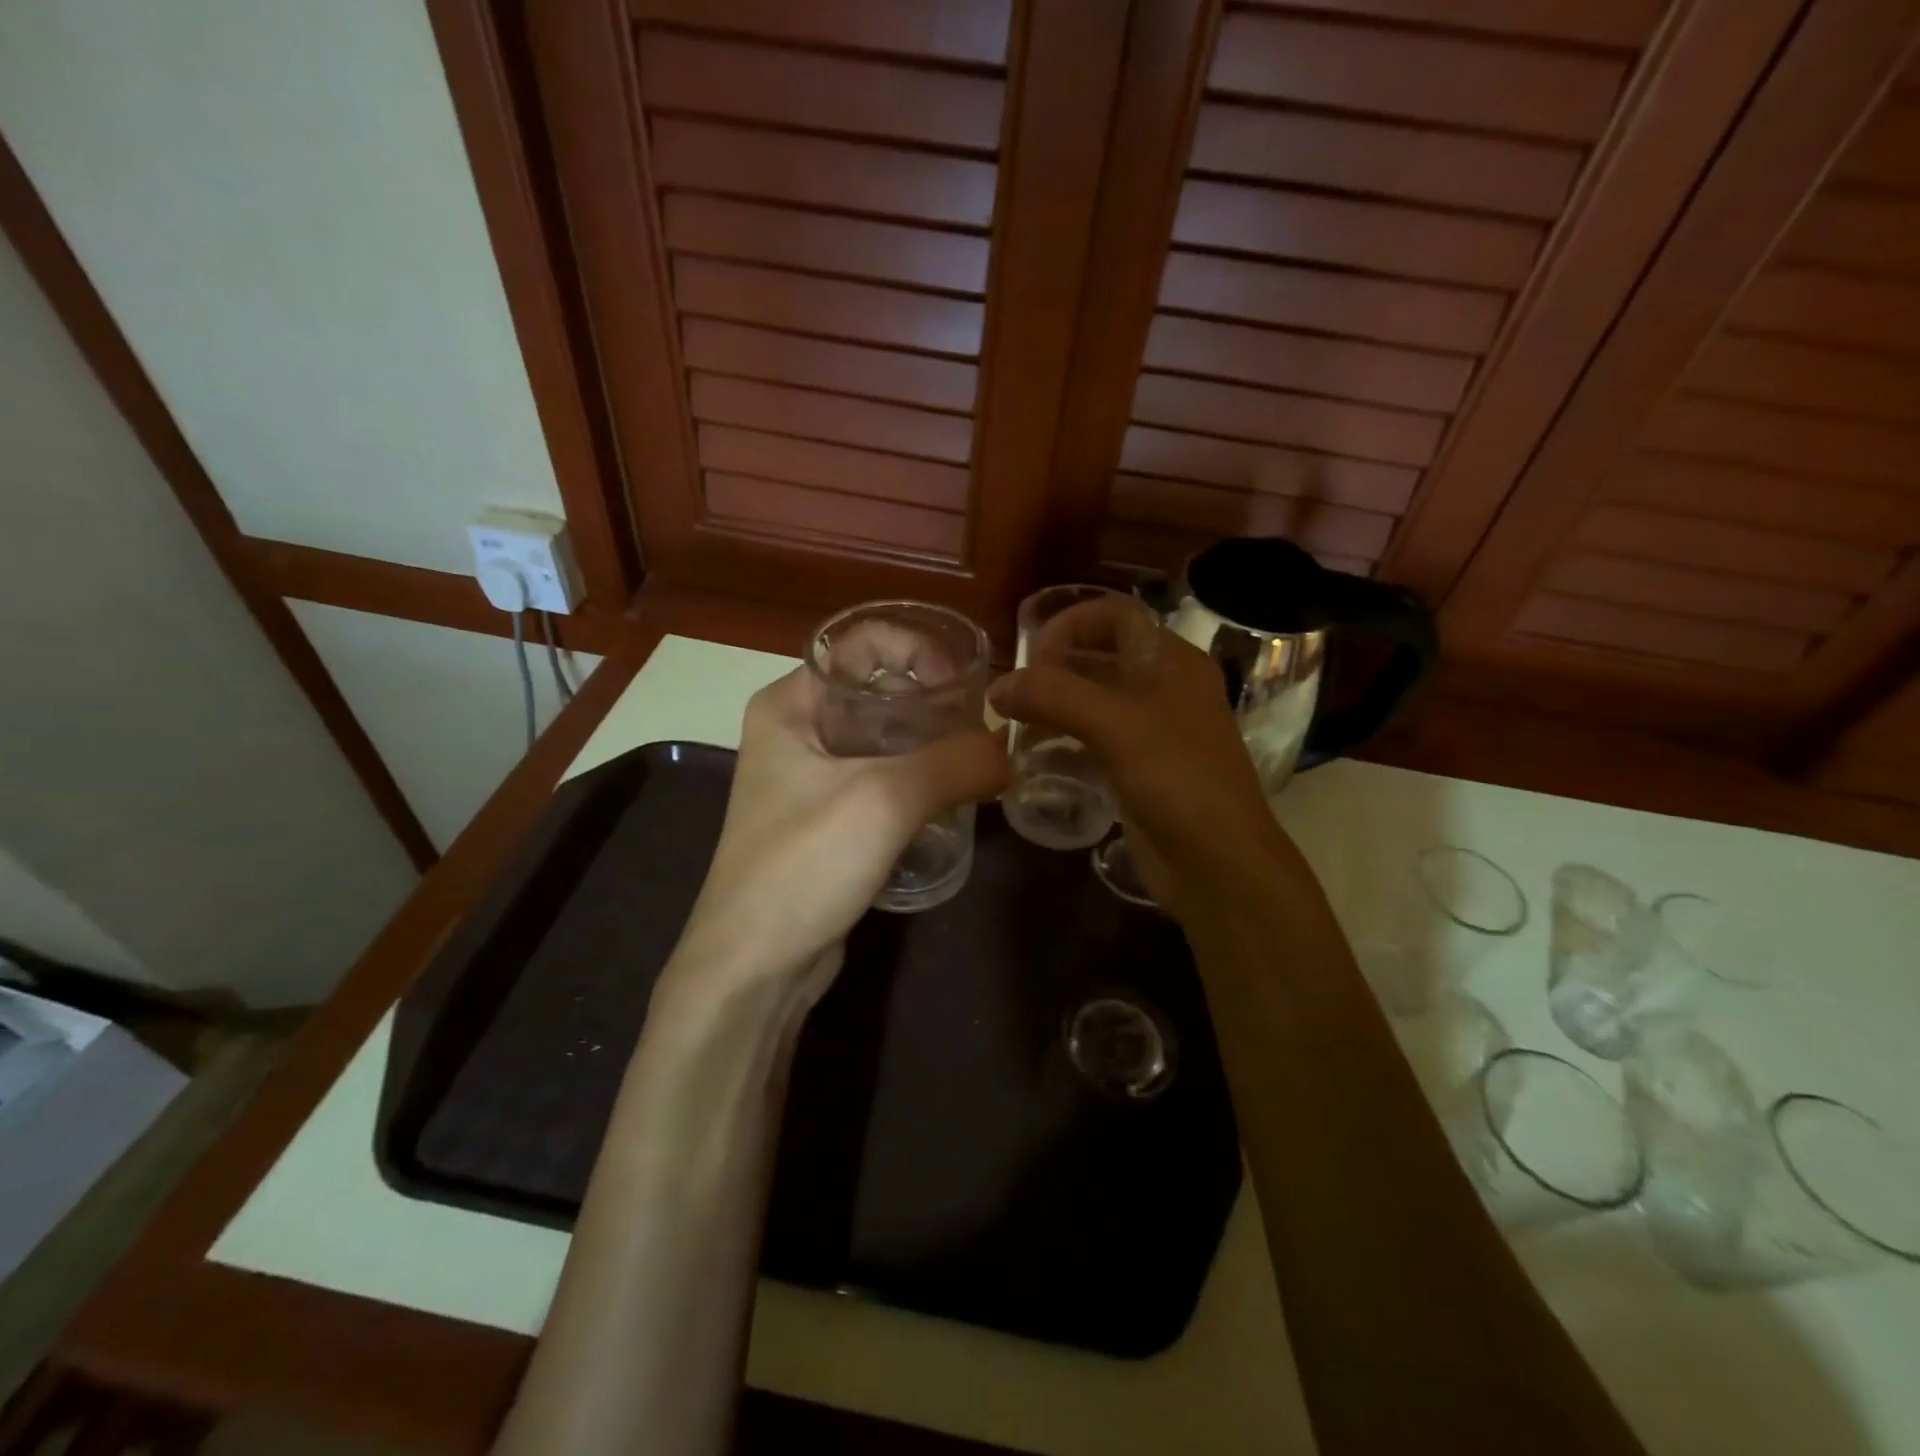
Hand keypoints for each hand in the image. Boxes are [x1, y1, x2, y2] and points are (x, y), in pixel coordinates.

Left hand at [667, 666, 1005, 1004]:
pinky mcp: (829, 820)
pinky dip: (920, 781)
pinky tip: (956, 800)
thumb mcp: (885, 800)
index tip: (966, 684)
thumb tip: (1010, 752)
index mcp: (789, 703)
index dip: (919, 649)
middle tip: (985, 728)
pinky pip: (884, 780)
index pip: (862, 642)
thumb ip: (957, 763)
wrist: (754, 966)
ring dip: (933, 745)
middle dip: (935, 701)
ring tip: (981, 763)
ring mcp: (811, 778)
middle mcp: (797, 730)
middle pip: (878, 689)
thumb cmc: (804, 864)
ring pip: (885, 739)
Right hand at [990, 626, 1285, 910]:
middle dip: (1055, 668)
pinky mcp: (1138, 770)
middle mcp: (1164, 688)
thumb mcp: (1116, 727)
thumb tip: (998, 687)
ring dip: (1054, 707)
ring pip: (1093, 702)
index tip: (1032, 656)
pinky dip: (1063, 742)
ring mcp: (1152, 732)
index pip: (1116, 615)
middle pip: (1100, 657)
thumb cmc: (1178, 781)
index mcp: (1173, 662)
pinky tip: (1033, 758)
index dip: (1071, 625)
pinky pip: (1093, 741)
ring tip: (1013, 724)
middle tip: (1015, 693)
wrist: (1219, 865)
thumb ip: (1054, 697)